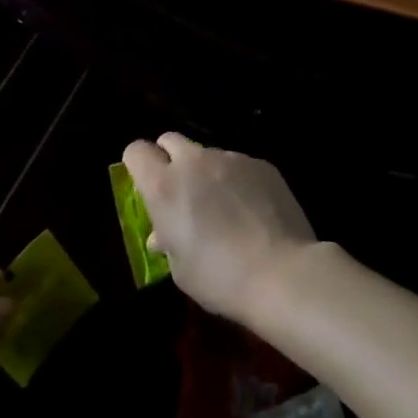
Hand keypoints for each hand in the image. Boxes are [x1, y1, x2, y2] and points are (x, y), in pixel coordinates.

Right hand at [121, 133, 317, 326]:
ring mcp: (229, 158)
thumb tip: (163, 233)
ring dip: (207, 173)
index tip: (146, 185)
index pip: (136, 151)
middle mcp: (193, 162)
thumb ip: (167, 241)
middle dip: (169, 158)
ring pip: (207, 154)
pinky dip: (238, 181)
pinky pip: (238, 165)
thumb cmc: (220, 278)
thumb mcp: (181, 270)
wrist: (281, 272)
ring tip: (225, 208)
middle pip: (170, 140)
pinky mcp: (260, 163)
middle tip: (182, 191)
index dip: (138, 165)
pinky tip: (253, 210)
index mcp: (164, 186)